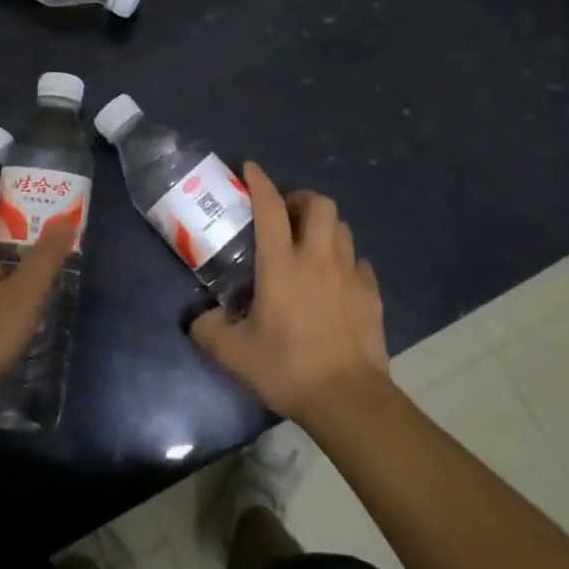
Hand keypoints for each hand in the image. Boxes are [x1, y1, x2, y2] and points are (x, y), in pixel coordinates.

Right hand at [191, 162, 392, 426]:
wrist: (349, 399)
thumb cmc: (288, 368)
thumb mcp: (235, 354)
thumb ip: (209, 331)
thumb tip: (198, 320)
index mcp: (281, 264)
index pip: (270, 207)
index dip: (259, 182)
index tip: (251, 168)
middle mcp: (318, 258)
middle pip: (319, 203)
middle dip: (300, 199)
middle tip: (285, 215)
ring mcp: (350, 274)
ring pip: (341, 227)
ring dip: (323, 226)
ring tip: (308, 243)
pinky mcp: (371, 293)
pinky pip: (358, 260)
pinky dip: (344, 259)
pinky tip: (334, 279)